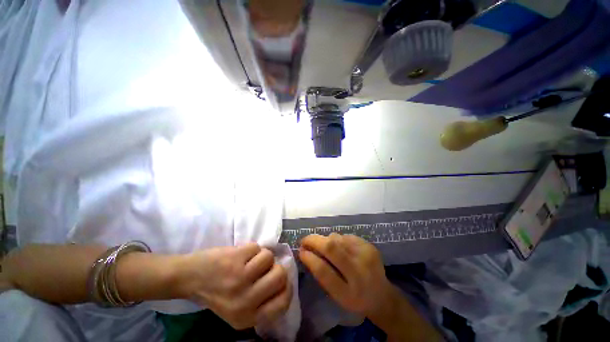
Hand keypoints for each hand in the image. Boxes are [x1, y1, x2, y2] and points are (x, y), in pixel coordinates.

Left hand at [178, 243, 291, 329]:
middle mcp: (245, 301)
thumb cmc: (217, 293)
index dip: (286, 287)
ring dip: (260, 256)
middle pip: (280, 274)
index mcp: (247, 317)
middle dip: (274, 267)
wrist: (190, 278)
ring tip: (247, 261)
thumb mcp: (239, 309)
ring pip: (269, 257)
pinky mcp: (234, 259)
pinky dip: (250, 248)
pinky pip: (257, 247)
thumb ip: (262, 302)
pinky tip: (239, 256)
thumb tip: (285, 282)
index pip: (283, 302)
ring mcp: (239, 278)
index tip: (280, 280)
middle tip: (262, 268)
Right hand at [299, 233, 393, 316]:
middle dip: (314, 240)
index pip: (324, 271)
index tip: (300, 251)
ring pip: (337, 238)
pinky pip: (345, 236)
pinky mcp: (369, 245)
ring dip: (326, 240)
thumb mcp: (336, 295)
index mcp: (349, 292)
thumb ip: (322, 274)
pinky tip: (339, 247)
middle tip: (304, 240)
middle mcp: (360, 271)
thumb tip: (306, 252)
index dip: (309, 258)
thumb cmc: (355, 298)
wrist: (382, 295)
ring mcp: (366, 254)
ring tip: (324, 247)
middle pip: (331, 248)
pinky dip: (337, 240)